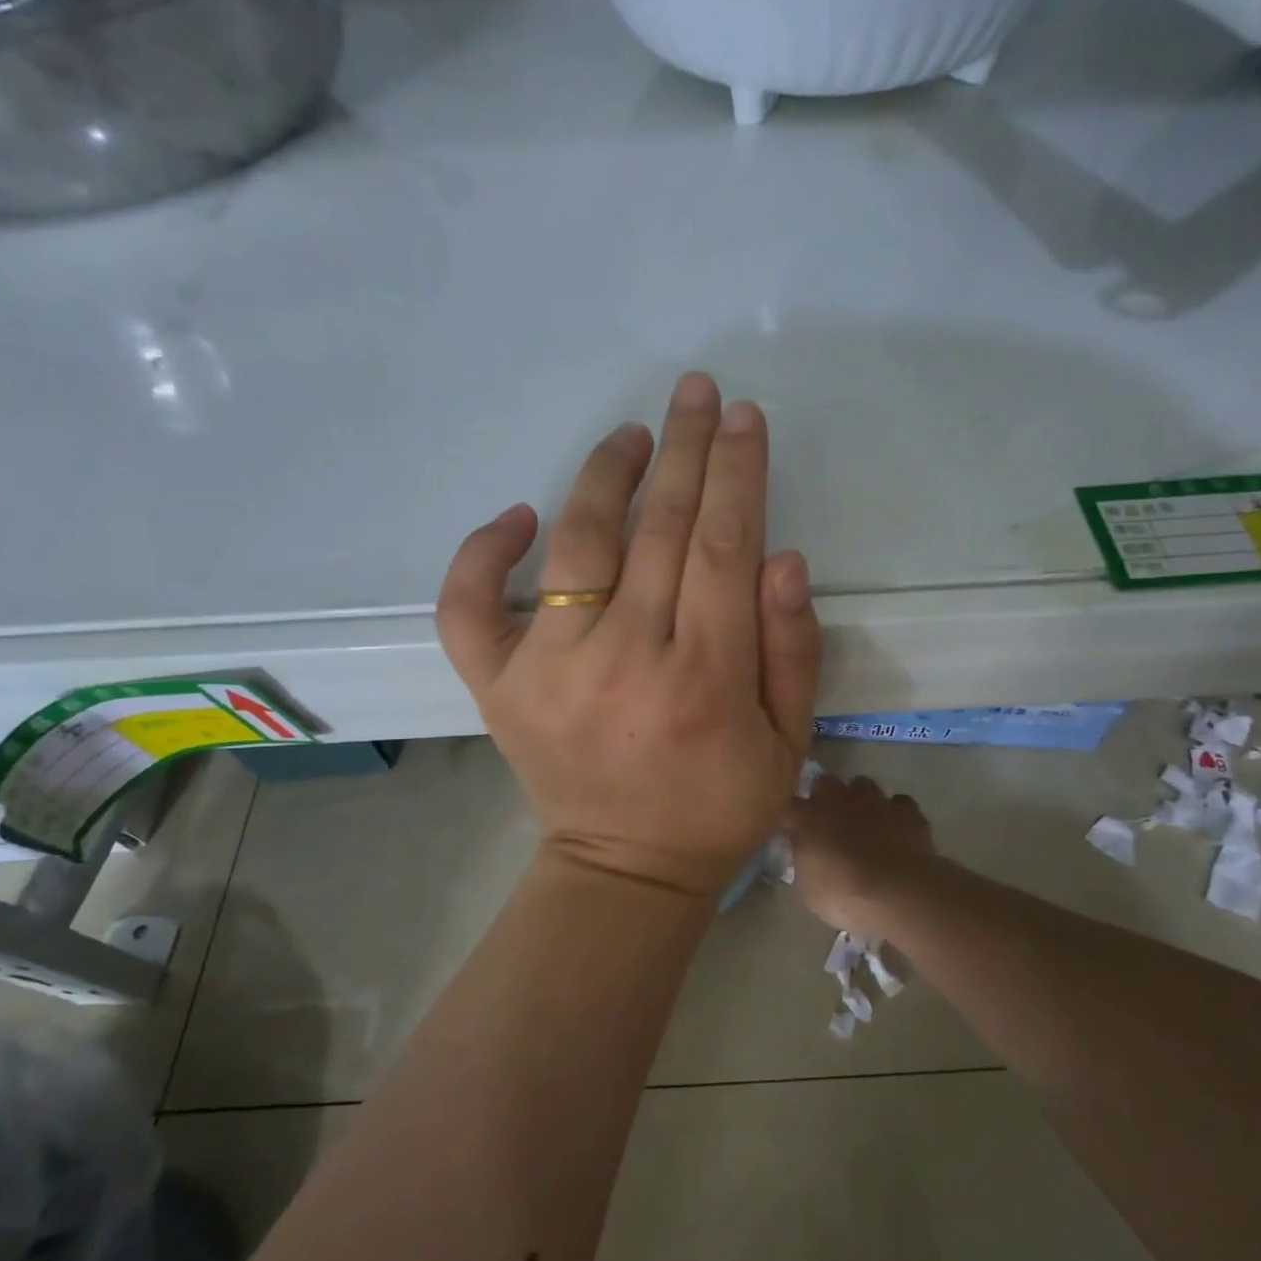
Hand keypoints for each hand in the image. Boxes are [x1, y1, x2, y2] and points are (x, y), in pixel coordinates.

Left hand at [437, 373, 822, 900]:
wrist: (625, 868)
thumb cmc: (719, 807)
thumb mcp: (788, 741)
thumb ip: (792, 649)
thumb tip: (782, 556)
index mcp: (704, 679)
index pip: (722, 546)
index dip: (735, 473)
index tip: (741, 417)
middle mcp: (623, 660)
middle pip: (656, 529)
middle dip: (683, 449)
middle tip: (695, 392)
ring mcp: (548, 671)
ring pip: (576, 545)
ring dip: (605, 476)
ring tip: (632, 435)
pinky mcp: (498, 687)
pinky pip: (469, 606)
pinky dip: (482, 554)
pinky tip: (518, 516)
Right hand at [785, 775, 939, 932]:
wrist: (898, 893)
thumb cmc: (843, 896)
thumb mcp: (809, 888)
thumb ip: (806, 863)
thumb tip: (807, 855)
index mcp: (807, 818)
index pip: (790, 805)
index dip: (793, 816)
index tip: (793, 828)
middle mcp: (838, 800)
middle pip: (825, 782)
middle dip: (825, 794)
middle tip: (828, 818)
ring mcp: (874, 802)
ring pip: (863, 785)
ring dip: (860, 798)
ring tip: (864, 819)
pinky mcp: (907, 811)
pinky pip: (899, 803)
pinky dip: (895, 813)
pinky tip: (896, 828)